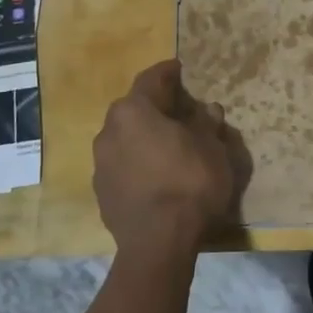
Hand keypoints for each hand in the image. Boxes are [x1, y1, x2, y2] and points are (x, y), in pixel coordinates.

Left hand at [92, 59, 249, 263]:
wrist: (159, 243)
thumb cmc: (190, 184)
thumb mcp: (211, 148)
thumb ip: (206, 124)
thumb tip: (206, 110)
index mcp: (134, 112)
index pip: (151, 80)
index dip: (168, 72)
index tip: (179, 68)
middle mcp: (109, 131)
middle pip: (134, 109)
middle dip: (155, 106)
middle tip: (179, 109)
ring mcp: (101, 164)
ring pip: (125, 138)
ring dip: (145, 136)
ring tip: (169, 144)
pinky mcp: (101, 192)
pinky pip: (122, 164)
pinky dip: (138, 161)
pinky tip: (157, 173)